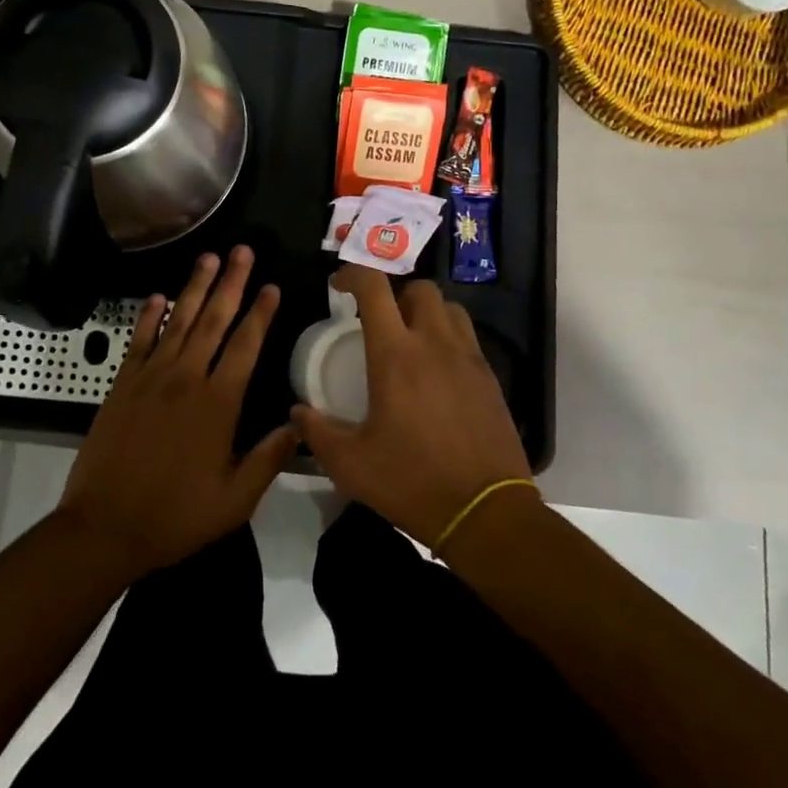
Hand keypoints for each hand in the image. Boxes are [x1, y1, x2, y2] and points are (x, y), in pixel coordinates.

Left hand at [57, 247, 296, 578]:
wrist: (104, 526)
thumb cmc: (175, 516)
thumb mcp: (234, 500)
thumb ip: (268, 458)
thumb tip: (299, 422)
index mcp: (218, 403)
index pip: (245, 346)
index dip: (260, 313)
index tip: (271, 286)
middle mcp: (186, 378)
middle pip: (213, 320)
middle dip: (231, 282)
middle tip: (242, 250)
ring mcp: (150, 377)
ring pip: (178, 321)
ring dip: (194, 287)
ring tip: (208, 257)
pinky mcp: (122, 384)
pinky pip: (139, 340)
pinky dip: (149, 315)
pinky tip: (158, 296)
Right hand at [293, 264, 531, 545]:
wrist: (486, 512)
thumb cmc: (412, 481)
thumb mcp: (351, 464)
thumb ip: (318, 432)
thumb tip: (297, 412)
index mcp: (395, 354)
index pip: (374, 288)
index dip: (353, 274)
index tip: (339, 285)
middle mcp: (434, 343)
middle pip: (419, 288)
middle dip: (395, 293)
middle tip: (379, 319)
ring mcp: (468, 358)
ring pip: (449, 308)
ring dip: (426, 312)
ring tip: (411, 339)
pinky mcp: (490, 378)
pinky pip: (468, 338)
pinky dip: (448, 338)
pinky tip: (437, 372)